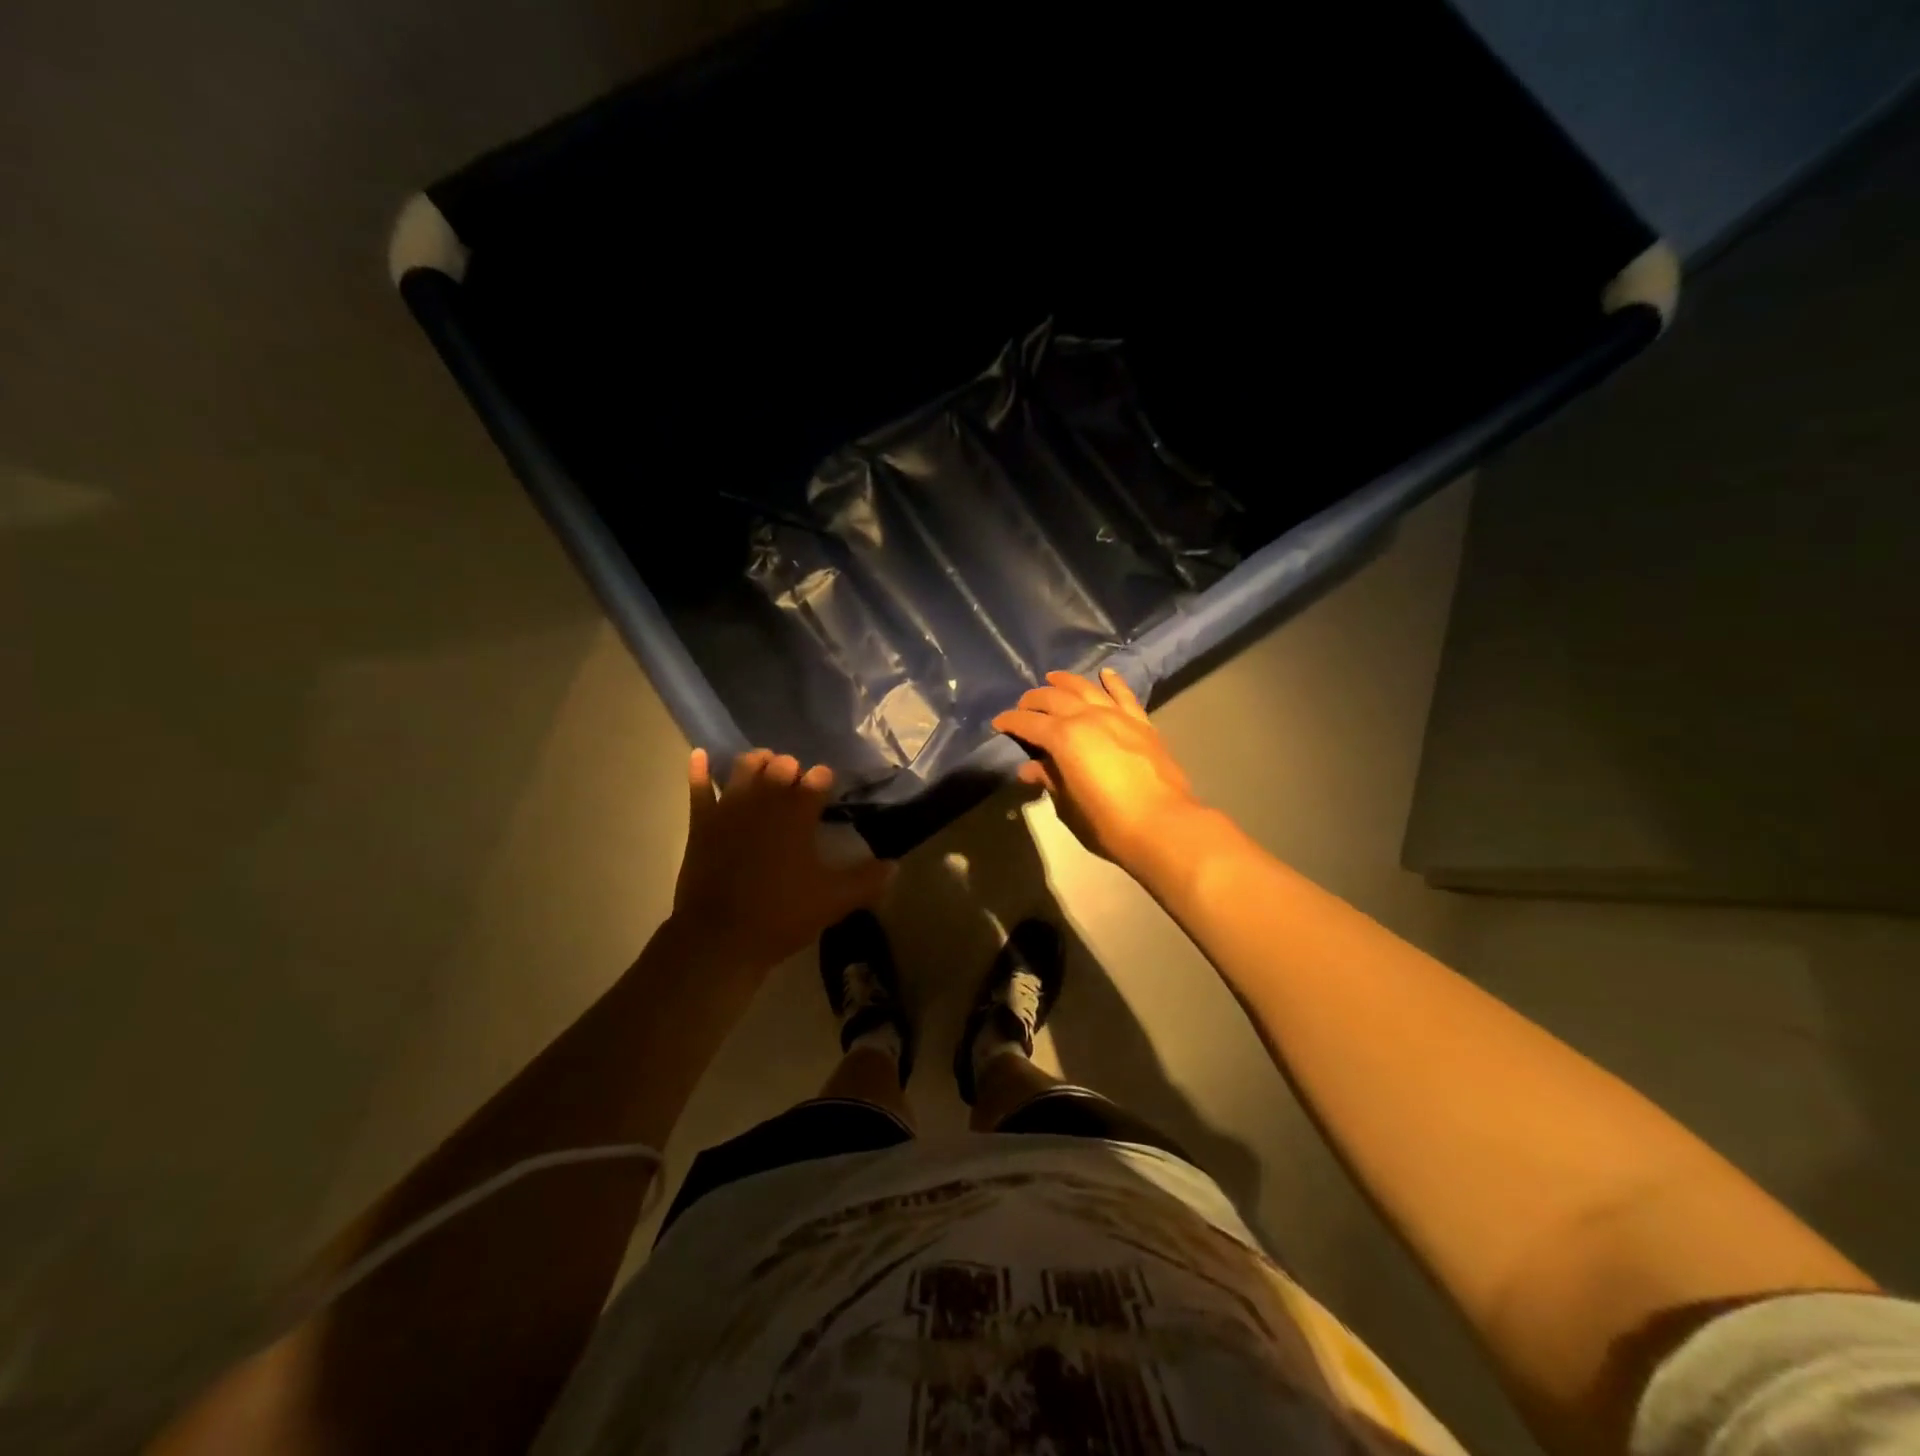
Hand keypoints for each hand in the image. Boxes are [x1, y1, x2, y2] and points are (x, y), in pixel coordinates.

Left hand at [671, 748, 893, 969]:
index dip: (823, 779)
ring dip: (757, 762)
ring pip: (743, 769)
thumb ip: (866, 880)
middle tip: (796, 780)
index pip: (816, 780)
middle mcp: (765, 803)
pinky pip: (698, 789)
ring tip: (764, 765)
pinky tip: (701, 755)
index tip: (826, 784)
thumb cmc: (781, 915)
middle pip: (780, 766)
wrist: (720, 938)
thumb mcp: (833, 901)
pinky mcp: (702, 824)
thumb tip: (894, 866)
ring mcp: (729, 809)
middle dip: (791, 768)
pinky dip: (700, 770)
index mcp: (798, 816)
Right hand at [991, 669, 1203, 870]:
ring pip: (1086, 688)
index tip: (999, 723)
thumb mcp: (1068, 805)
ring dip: (1066, 681)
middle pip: (1054, 698)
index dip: (1011, 721)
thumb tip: (1030, 769)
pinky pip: (1124, 695)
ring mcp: (1117, 716)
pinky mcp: (1141, 723)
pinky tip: (1105, 674)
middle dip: (1034, 700)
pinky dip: (1112, 682)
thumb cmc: (1107, 822)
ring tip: (1053, 678)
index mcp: (1063, 737)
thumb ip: (1049, 780)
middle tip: (1023, 706)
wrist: (1163, 825)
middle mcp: (1087, 717)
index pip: (1029, 723)